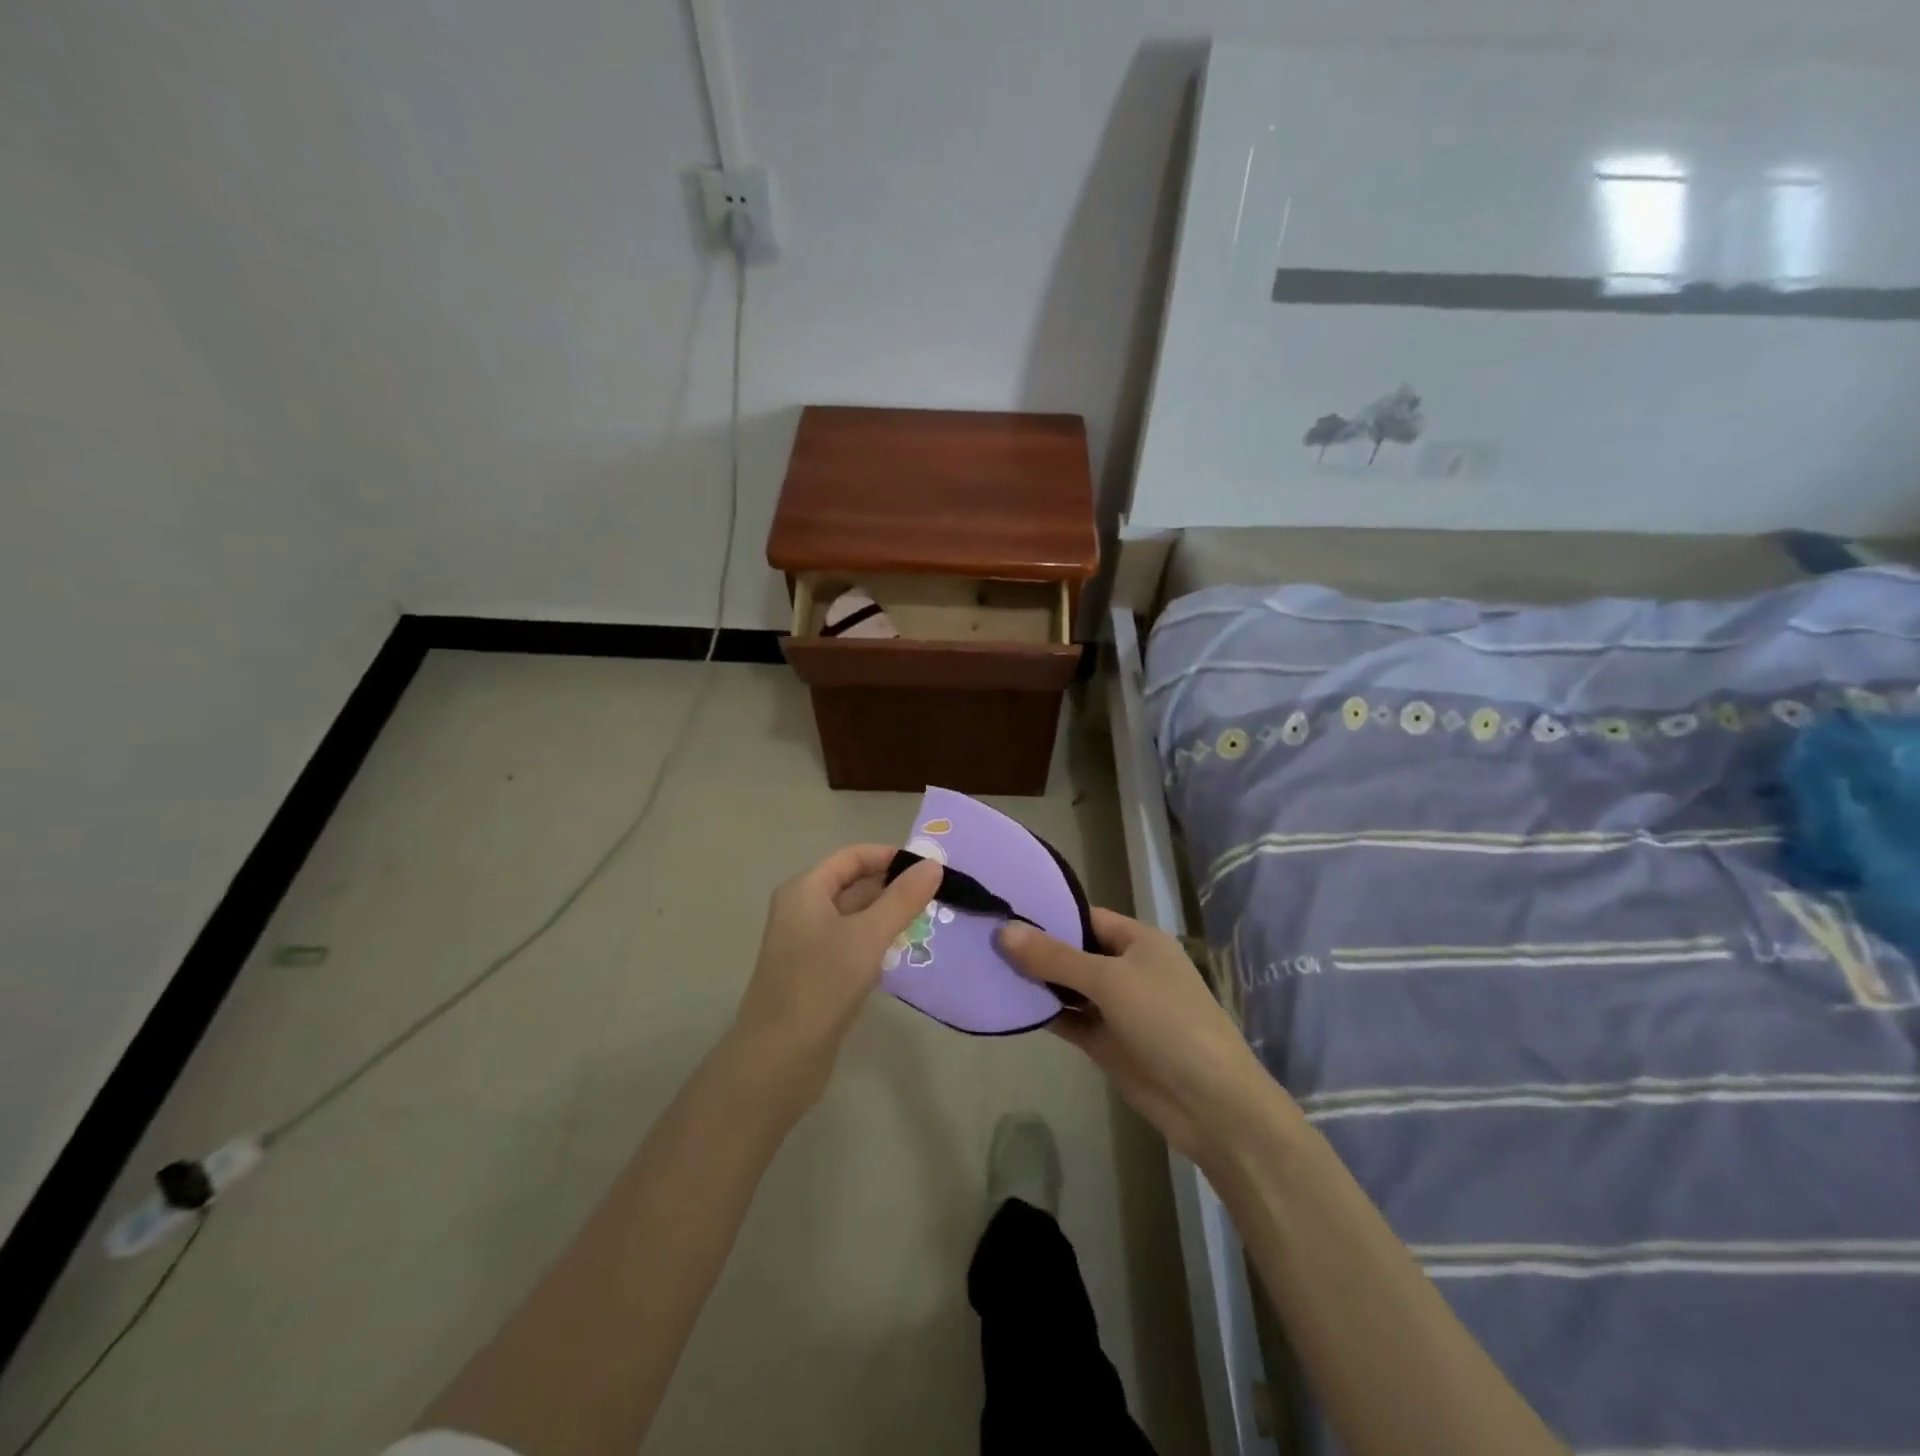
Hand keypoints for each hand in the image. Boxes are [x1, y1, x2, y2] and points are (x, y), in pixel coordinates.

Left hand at [729, 844, 941, 1112]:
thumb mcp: (867, 936)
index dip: (890, 857)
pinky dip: (877, 943)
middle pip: (854, 885)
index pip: (852, 857)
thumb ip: (902, 899)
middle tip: (938, 896)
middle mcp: (802, 910)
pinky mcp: (816, 974)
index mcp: (805, 890)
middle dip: (894, 887)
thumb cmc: (820, 984)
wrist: (778, 1060)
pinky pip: (852, 945)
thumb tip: (933, 865)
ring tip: (930, 921)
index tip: (930, 868)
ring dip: (889, 916)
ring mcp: (807, 944)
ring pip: (855, 917)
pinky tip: (905, 953)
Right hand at [999, 910, 1280, 1168]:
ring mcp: (1118, 1008)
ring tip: (986, 969)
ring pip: (1069, 988)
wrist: (1211, 1103)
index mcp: (1138, 941)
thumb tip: (1004, 931)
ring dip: (1036, 983)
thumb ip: (1054, 958)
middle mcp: (1127, 968)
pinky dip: (1045, 1014)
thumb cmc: (1166, 1021)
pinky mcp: (1108, 1043)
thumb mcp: (1109, 980)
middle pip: (1074, 952)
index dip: (1048, 913)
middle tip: (983, 940)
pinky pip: (1070, 1020)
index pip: (1085, 917)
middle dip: (1035, 949)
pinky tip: (1009, 1007)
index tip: (1003, 910)